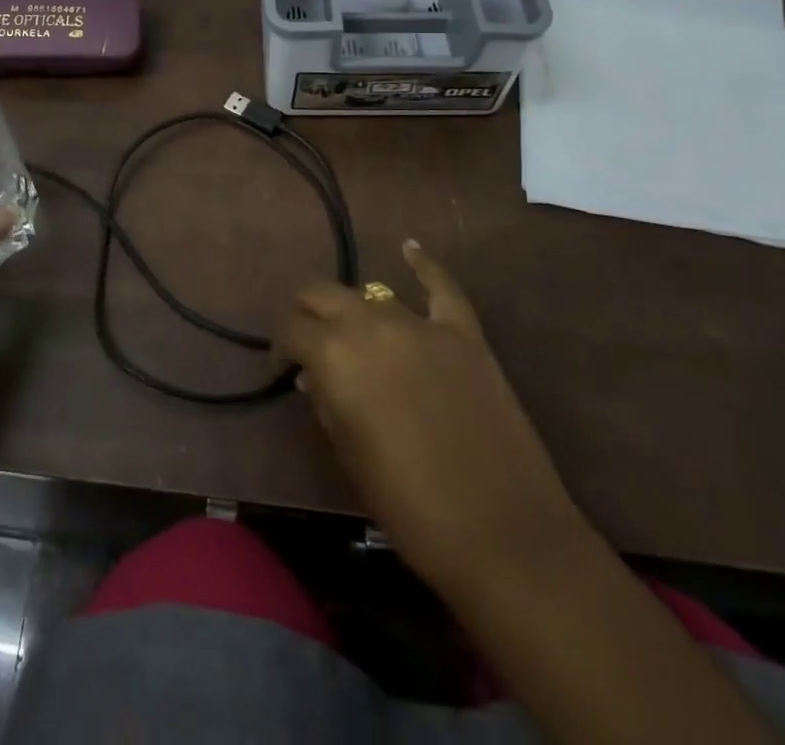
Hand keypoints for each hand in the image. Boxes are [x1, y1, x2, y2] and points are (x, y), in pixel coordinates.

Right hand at [274, 239, 581, 592]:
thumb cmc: (409, 506)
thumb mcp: (348, 453)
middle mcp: (370, 324)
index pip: (291, 329)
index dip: (281, 347)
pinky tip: (409, 249)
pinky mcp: (464, 334)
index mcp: (334, 354)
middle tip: (306, 342)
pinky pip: (441, 287)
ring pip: (372, 295)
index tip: (283, 367)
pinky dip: (423, 266)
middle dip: (305, 313)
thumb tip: (314, 375)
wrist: (502, 535)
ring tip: (353, 333)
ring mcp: (421, 324)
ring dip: (354, 310)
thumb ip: (326, 401)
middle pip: (322, 294)